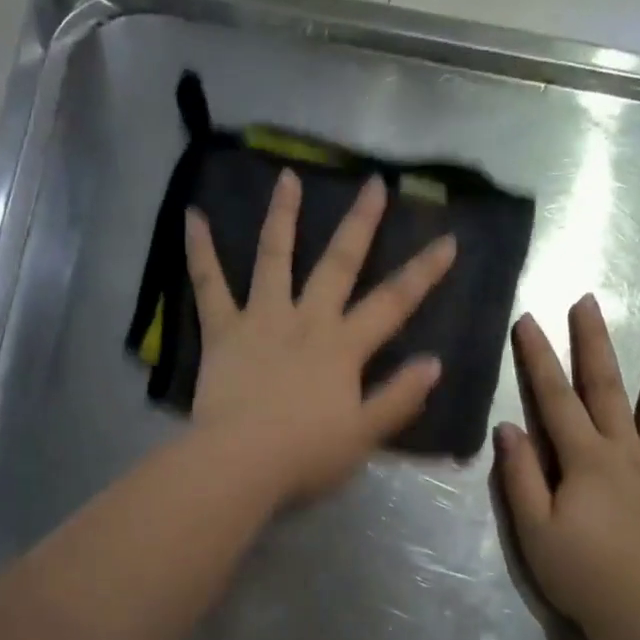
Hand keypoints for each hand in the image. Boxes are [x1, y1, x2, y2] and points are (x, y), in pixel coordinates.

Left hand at [186, 167, 456, 504]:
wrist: (240, 463)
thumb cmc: (305, 455)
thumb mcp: (364, 435)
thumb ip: (399, 397)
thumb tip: (434, 363)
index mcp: (343, 347)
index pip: (393, 303)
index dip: (423, 272)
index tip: (447, 240)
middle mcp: (306, 321)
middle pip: (338, 264)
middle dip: (360, 224)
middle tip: (373, 184)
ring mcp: (262, 320)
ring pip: (274, 258)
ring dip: (282, 216)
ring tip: (288, 176)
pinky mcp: (223, 331)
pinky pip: (208, 285)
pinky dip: (199, 251)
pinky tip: (192, 216)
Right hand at [495, 296, 639, 632]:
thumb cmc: (581, 573)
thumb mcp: (534, 529)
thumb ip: (521, 476)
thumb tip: (508, 427)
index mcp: (584, 459)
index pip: (554, 398)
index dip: (538, 358)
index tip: (529, 320)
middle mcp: (626, 450)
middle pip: (606, 387)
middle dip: (593, 342)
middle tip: (589, 301)